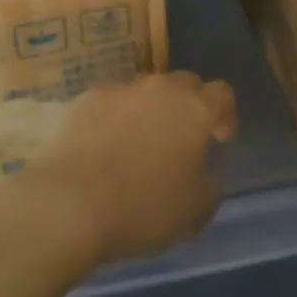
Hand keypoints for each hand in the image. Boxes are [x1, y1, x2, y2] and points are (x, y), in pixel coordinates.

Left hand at [25, 72, 237, 264]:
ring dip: (151, 109)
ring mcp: (122, 88)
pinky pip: (112, 100)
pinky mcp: (88, 97)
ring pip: (147, 90)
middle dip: (189, 106)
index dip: (225, 114)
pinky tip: (104, 144)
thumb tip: (208, 173)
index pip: (222, 93)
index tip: (219, 139)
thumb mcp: (194, 213)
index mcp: (194, 110)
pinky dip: (115, 116)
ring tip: (139, 143)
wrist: (71, 201)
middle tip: (181, 139)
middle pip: (185, 83)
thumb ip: (210, 186)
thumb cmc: (142, 208)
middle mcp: (161, 88)